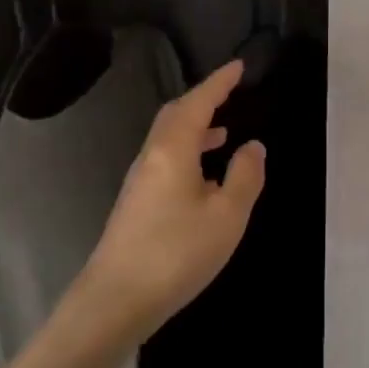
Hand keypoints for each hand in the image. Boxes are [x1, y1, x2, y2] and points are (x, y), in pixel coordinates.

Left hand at [78, 58, 266, 339]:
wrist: (115, 301)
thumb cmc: (176, 252)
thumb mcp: (227, 215)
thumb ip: (245, 176)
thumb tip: (253, 146)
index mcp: (173, 149)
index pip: (198, 102)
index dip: (219, 82)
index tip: (238, 66)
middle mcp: (151, 157)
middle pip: (176, 115)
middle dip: (203, 100)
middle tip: (230, 93)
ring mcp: (139, 181)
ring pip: (169, 139)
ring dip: (196, 129)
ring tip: (223, 133)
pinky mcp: (135, 204)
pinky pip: (165, 161)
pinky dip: (188, 153)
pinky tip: (203, 179)